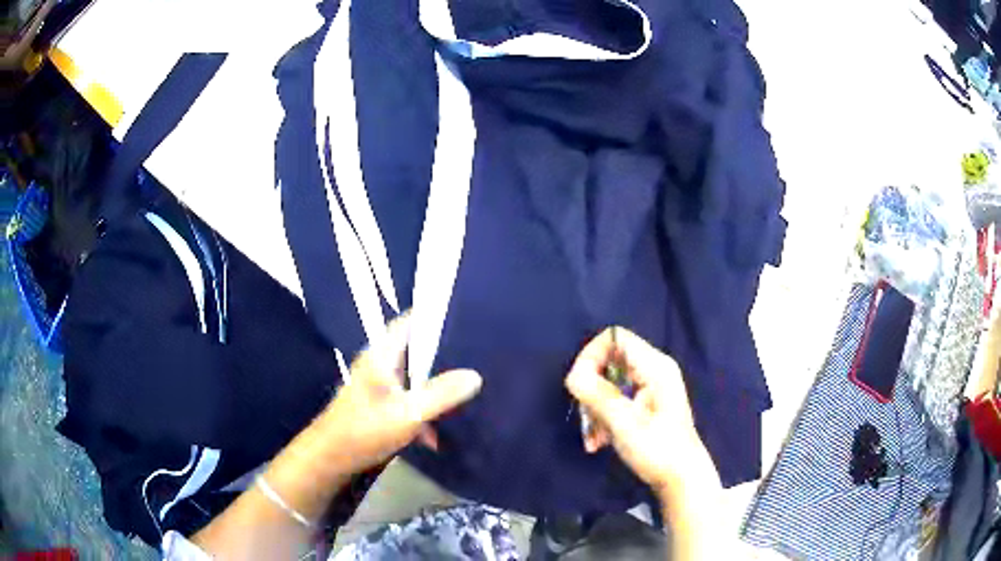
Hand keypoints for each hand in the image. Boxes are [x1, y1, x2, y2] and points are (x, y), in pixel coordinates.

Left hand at [318, 314, 482, 474]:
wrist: (331, 460)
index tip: (467, 315)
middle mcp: (381, 364)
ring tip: (473, 386)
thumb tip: (476, 375)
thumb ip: (440, 395)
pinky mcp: (383, 406)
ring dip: (438, 385)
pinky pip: (412, 399)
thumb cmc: (364, 431)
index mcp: (382, 355)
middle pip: (417, 349)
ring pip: (416, 376)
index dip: (435, 315)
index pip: (410, 322)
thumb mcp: (407, 414)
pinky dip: (426, 409)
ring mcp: (381, 386)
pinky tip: (444, 428)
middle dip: (445, 353)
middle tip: (479, 353)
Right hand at [565, 327, 712, 496]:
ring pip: (609, 385)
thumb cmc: (658, 450)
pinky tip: (599, 443)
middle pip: (609, 362)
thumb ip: (598, 395)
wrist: (682, 479)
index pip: (615, 338)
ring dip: (595, 409)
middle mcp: (653, 371)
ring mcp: (650, 389)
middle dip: (591, 389)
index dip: (591, 355)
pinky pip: (616, 401)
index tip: (578, 383)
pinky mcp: (646, 406)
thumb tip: (572, 374)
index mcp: (655, 366)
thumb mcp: (624, 423)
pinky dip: (604, 418)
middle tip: (586, 417)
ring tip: (593, 439)